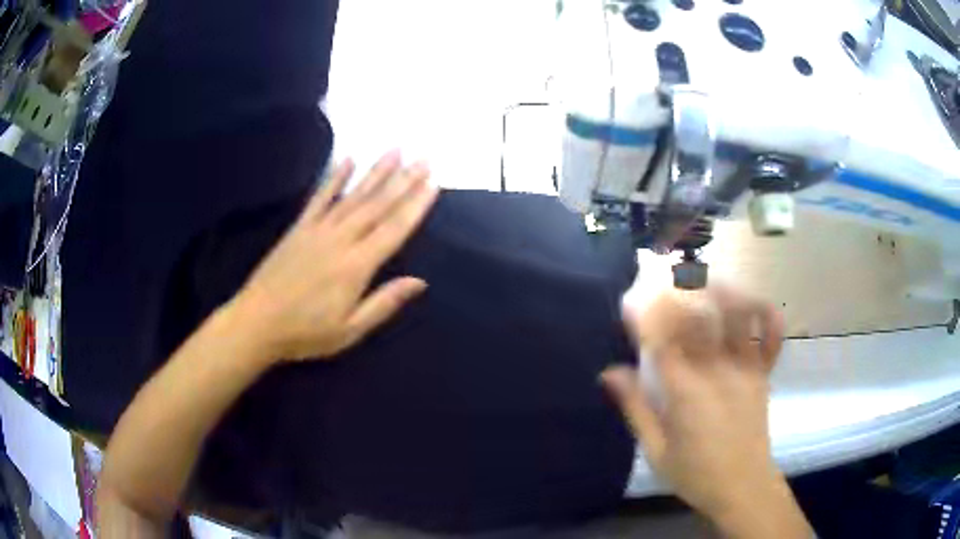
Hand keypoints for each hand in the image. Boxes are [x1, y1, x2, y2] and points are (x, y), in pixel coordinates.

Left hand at [228, 150, 437, 362]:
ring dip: (375, 171)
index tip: (433, 183)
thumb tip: (420, 282)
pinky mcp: (299, 227)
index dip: (415, 205)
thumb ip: (384, 303)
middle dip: (403, 180)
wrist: (256, 322)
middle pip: (377, 205)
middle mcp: (340, 239)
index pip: (393, 229)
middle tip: (424, 158)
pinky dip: (333, 177)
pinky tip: (346, 159)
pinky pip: (319, 197)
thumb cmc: (306, 332)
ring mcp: (317, 229)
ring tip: (395, 150)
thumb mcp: (349, 330)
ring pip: (353, 195)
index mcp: (356, 266)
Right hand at [601, 286, 787, 520]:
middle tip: (666, 272)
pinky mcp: (763, 374)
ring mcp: (746, 369)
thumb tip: (609, 372)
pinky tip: (754, 302)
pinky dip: (766, 315)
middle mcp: (717, 371)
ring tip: (707, 275)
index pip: (661, 340)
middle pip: (701, 317)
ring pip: (738, 316)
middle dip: (681, 288)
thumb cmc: (695, 473)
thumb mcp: (656, 450)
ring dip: (723, 289)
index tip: (630, 300)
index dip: (644, 315)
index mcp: (686, 392)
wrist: (743, 487)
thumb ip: (635, 408)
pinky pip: (771, 337)